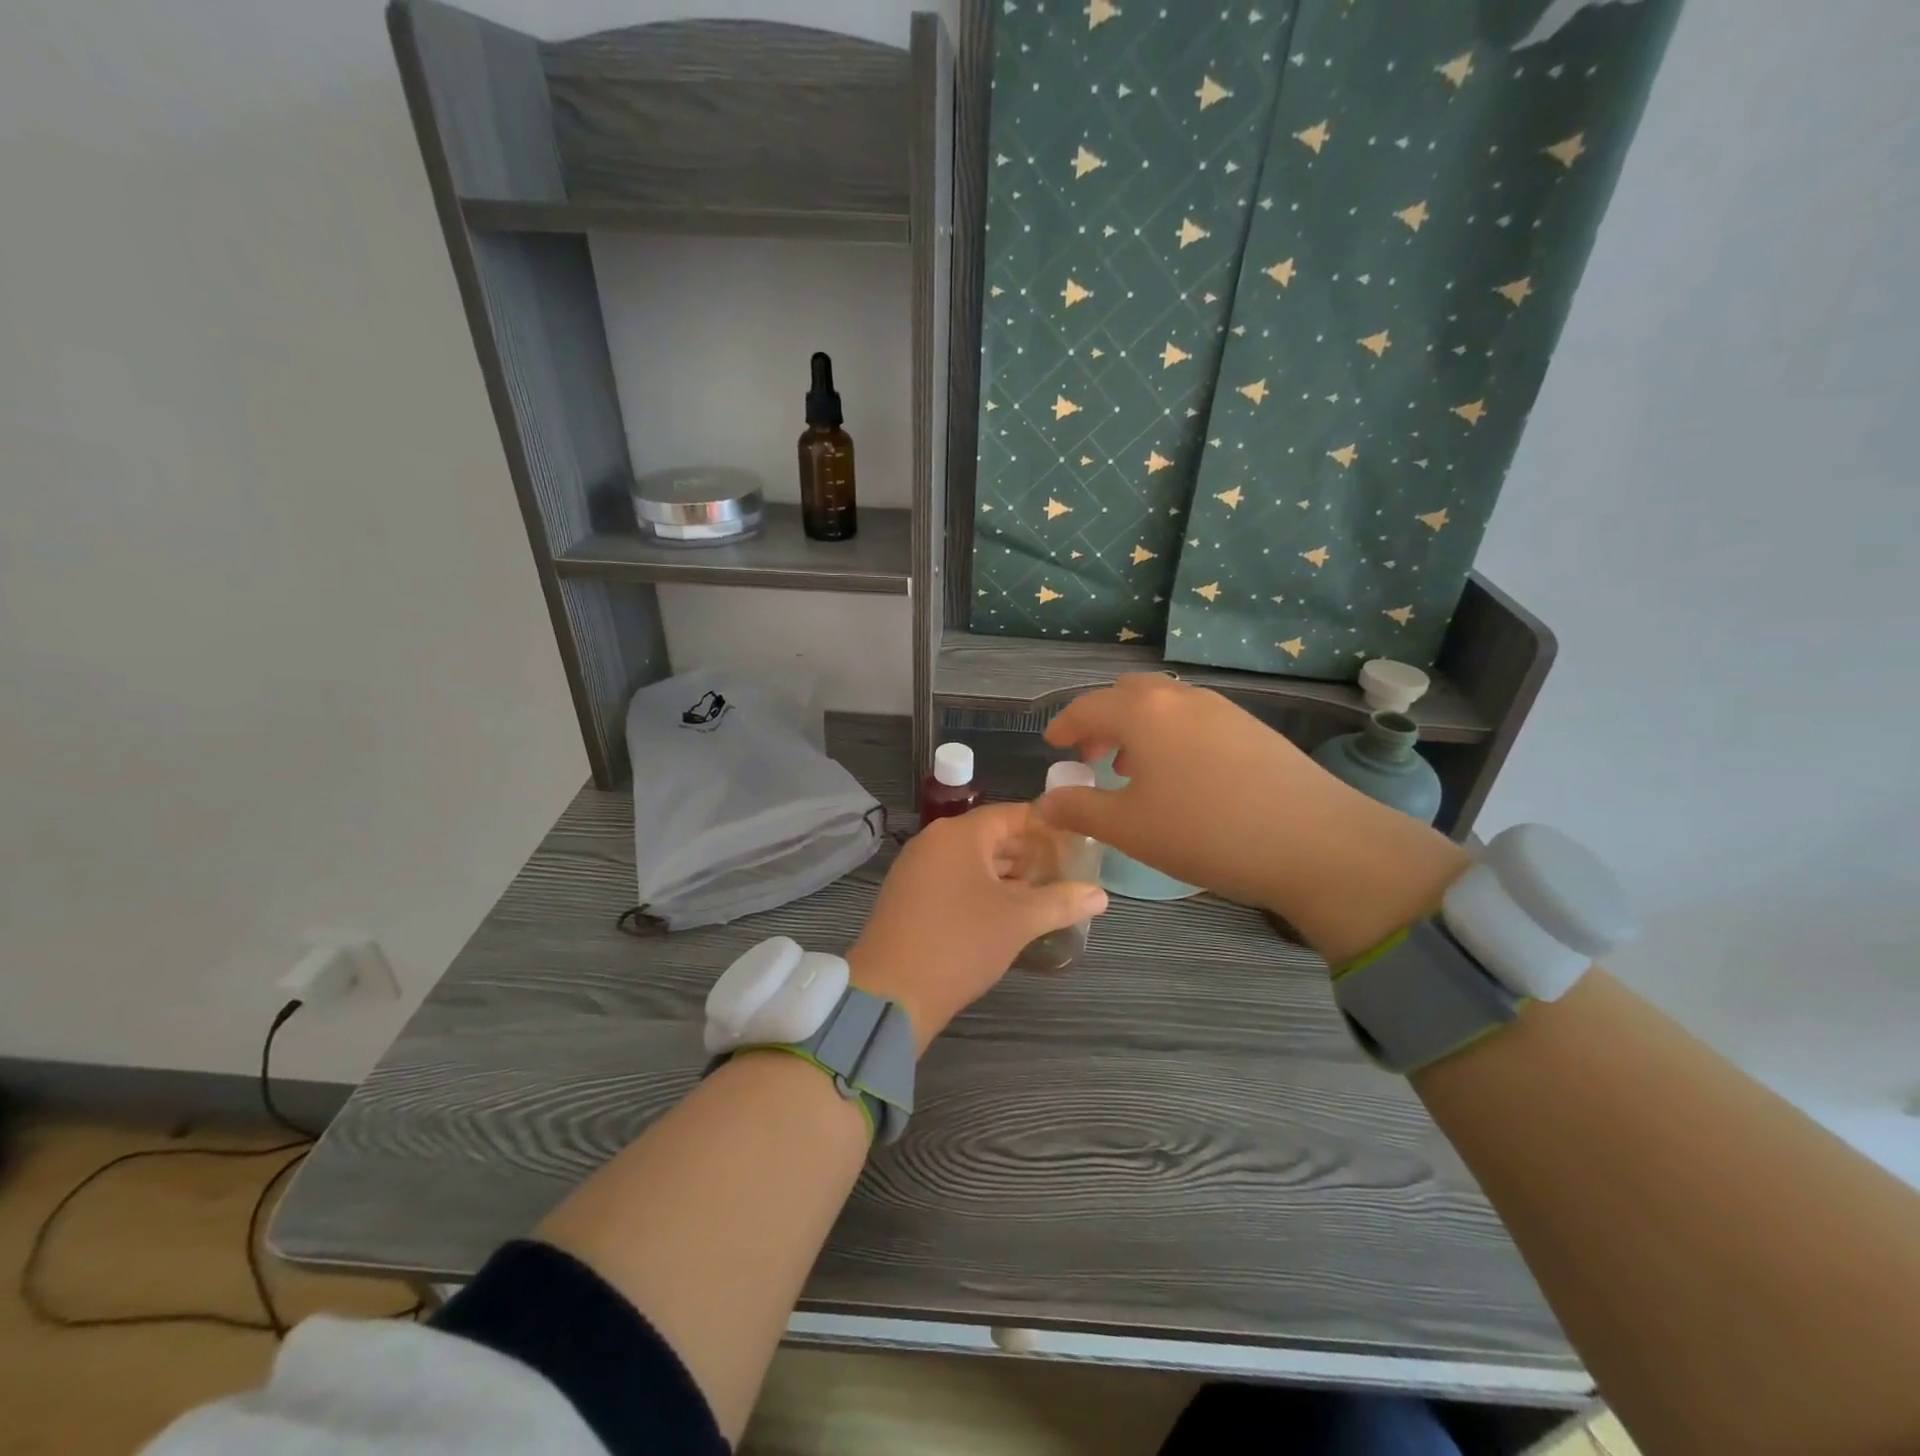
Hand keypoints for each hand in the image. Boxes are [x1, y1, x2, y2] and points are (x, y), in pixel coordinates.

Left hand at [849, 803, 1107, 1050]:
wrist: (890, 993)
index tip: (1076, 841)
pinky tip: (1006, 913)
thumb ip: (1062, 902)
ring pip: (971, 861)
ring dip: (1007, 874)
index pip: (1010, 814)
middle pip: (990, 836)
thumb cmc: (960, 944)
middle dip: (1029, 853)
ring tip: (1043, 893)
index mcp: (958, 834)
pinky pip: (953, 880)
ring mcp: (916, 869)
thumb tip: (1101, 895)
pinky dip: (982, 889)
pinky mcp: (908, 896)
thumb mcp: (1019, 921)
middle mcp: (933, 842)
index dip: (1045, 826)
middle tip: (1066, 870)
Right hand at [1037, 674, 1469, 963]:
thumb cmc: (1204, 832)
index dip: (1063, 725)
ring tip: (1134, 768)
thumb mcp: (1128, 828)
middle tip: (1092, 756)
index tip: (1052, 744)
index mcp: (1142, 711)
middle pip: (1127, 693)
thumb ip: (1079, 809)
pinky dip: (1172, 735)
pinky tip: (1182, 777)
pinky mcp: (1253, 727)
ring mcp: (1222, 708)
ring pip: (1165, 704)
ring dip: (1139, 727)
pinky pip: (1195, 719)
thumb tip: (1045, 802)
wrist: (1314, 842)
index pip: (1087, 707)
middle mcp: (1180, 697)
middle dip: (1102, 720)